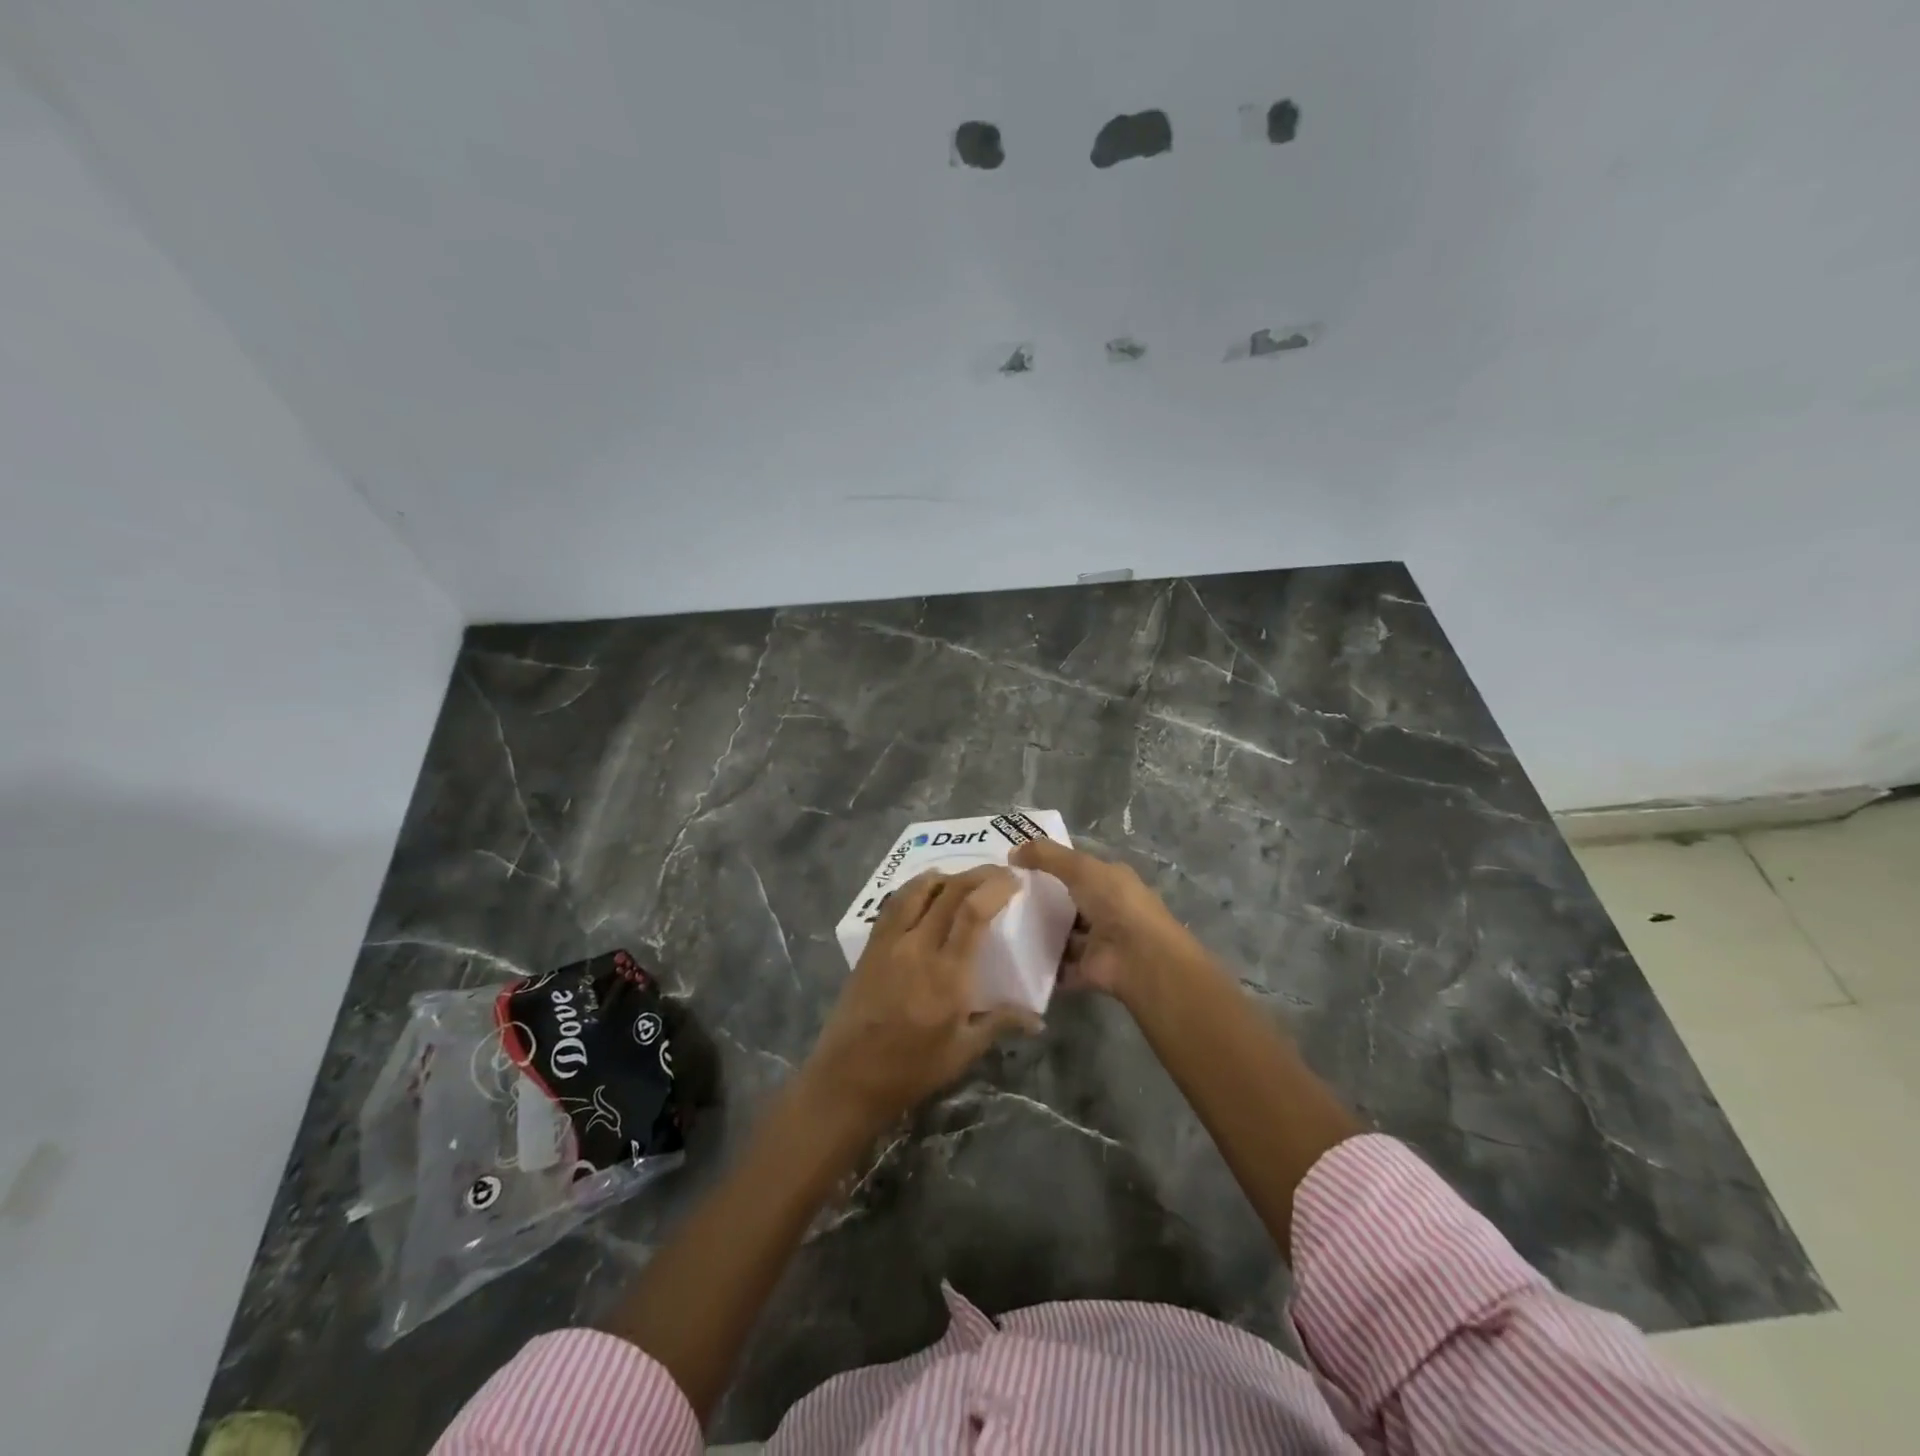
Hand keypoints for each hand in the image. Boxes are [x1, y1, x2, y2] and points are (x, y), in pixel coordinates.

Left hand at [800, 867, 1038, 1132]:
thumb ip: (1000, 1023)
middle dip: (978, 875)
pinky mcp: (870, 947)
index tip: (1014, 880)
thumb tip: (1037, 1019)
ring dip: (945, 876)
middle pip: (949, 892)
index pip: (973, 912)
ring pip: (917, 890)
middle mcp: (917, 947)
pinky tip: (924, 894)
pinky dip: (915, 889)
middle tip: (998, 873)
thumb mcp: (963, 1051)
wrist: (848, 1078)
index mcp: (946, 974)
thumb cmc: (911, 1069)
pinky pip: (894, 904)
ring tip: (963, 879)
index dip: (995, 888)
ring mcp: (889, 943)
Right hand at [1010, 838, 1210, 1003]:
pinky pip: (1059, 965)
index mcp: (1110, 880)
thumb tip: (1012, 851)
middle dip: (1040, 901)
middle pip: (1067, 902)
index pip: (1077, 869)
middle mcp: (1107, 909)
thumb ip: (1046, 856)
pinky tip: (1014, 957)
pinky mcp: (1088, 970)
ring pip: (1062, 935)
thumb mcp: (1080, 868)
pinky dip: (1041, 964)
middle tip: (1002, 898)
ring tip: (1002, 927)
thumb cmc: (1114, 902)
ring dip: (1039, 933)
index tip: (1015, 867)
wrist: (1139, 957)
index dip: (1049, 865)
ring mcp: (1098, 942)